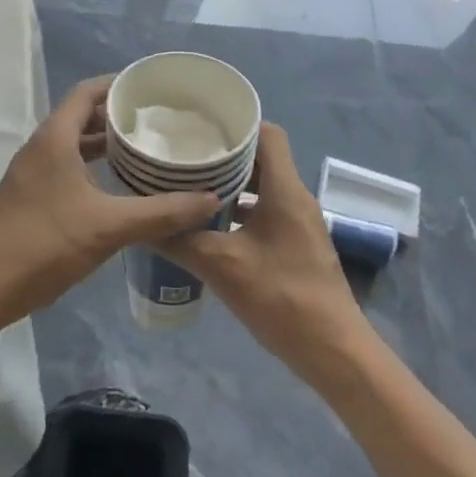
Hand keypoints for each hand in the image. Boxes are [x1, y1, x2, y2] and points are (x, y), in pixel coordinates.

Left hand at [0, 76, 221, 324]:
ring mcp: (31, 173)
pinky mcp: (29, 196)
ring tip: (143, 150)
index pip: (87, 92)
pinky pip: (65, 166)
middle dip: (117, 115)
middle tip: (157, 122)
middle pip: (81, 116)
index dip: (118, 85)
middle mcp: (40, 147)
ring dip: (104, 143)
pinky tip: (116, 187)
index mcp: (55, 138)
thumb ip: (161, 212)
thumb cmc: (45, 244)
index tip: (152, 90)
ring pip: (73, 144)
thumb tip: (209, 199)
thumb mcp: (109, 227)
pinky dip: (91, 166)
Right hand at [158, 123, 367, 378]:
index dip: (237, 124)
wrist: (332, 351)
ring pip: (262, 187)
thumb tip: (143, 224)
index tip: (201, 126)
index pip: (267, 133)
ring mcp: (299, 223)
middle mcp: (295, 197)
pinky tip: (210, 228)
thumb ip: (181, 241)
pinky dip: (240, 211)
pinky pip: (265, 212)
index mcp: (285, 190)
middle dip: (224, 155)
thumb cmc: (282, 298)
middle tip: (186, 155)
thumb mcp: (222, 267)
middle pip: (261, 159)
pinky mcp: (296, 245)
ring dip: (231, 185)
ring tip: (190, 187)